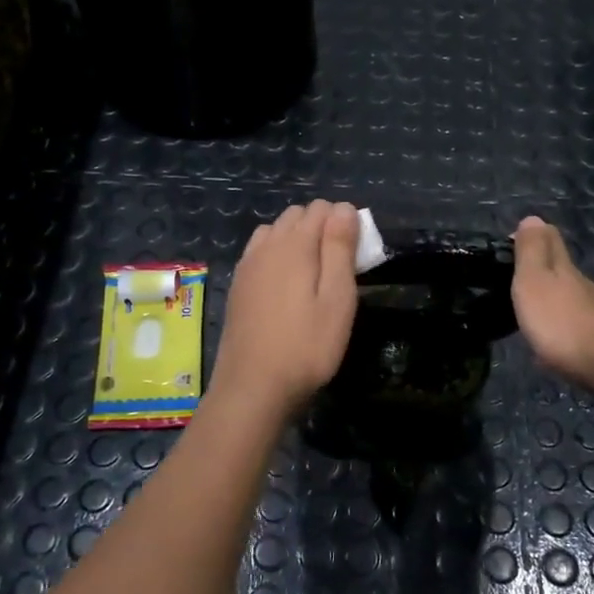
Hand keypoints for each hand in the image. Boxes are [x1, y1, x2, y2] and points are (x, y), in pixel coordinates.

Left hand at [210, 200, 360, 420]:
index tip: (355, 257)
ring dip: (296, 240)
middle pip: (296, 215)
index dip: (344, 224)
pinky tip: (284, 286)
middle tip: (337, 268)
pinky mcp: (238, 285)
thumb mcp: (337, 299)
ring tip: (311, 276)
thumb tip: (343, 207)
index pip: (323, 208)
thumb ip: (340, 248)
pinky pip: (259, 252)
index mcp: (294, 245)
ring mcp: (247, 265)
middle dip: (320, 228)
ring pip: (275, 231)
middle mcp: (266, 246)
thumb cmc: (306, 346)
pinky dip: (276, 255)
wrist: (253, 386)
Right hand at [512, 216, 593, 389]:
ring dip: (552, 300)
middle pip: (563, 269)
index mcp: (563, 268)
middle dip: (543, 268)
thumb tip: (532, 217)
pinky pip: (575, 327)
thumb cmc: (561, 319)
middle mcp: (582, 286)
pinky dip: (561, 326)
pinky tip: (551, 340)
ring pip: (570, 298)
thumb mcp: (534, 280)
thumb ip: (531, 251)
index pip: (551, 240)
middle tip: (518, 278)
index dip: (534, 237)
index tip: (512, 243)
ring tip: (531, 311)